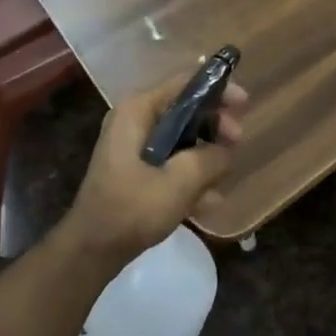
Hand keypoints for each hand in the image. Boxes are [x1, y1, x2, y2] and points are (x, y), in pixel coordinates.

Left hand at [61, 69, 248, 265]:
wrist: (90, 252)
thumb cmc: (131, 209)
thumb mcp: (179, 182)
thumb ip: (210, 158)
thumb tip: (226, 150)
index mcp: (138, 110)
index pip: (185, 84)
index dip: (218, 89)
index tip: (244, 104)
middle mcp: (134, 120)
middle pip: (186, 109)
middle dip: (214, 126)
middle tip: (237, 143)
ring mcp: (133, 146)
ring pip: (182, 137)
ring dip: (206, 154)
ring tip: (223, 179)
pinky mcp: (135, 169)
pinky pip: (171, 160)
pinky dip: (190, 174)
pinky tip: (209, 201)